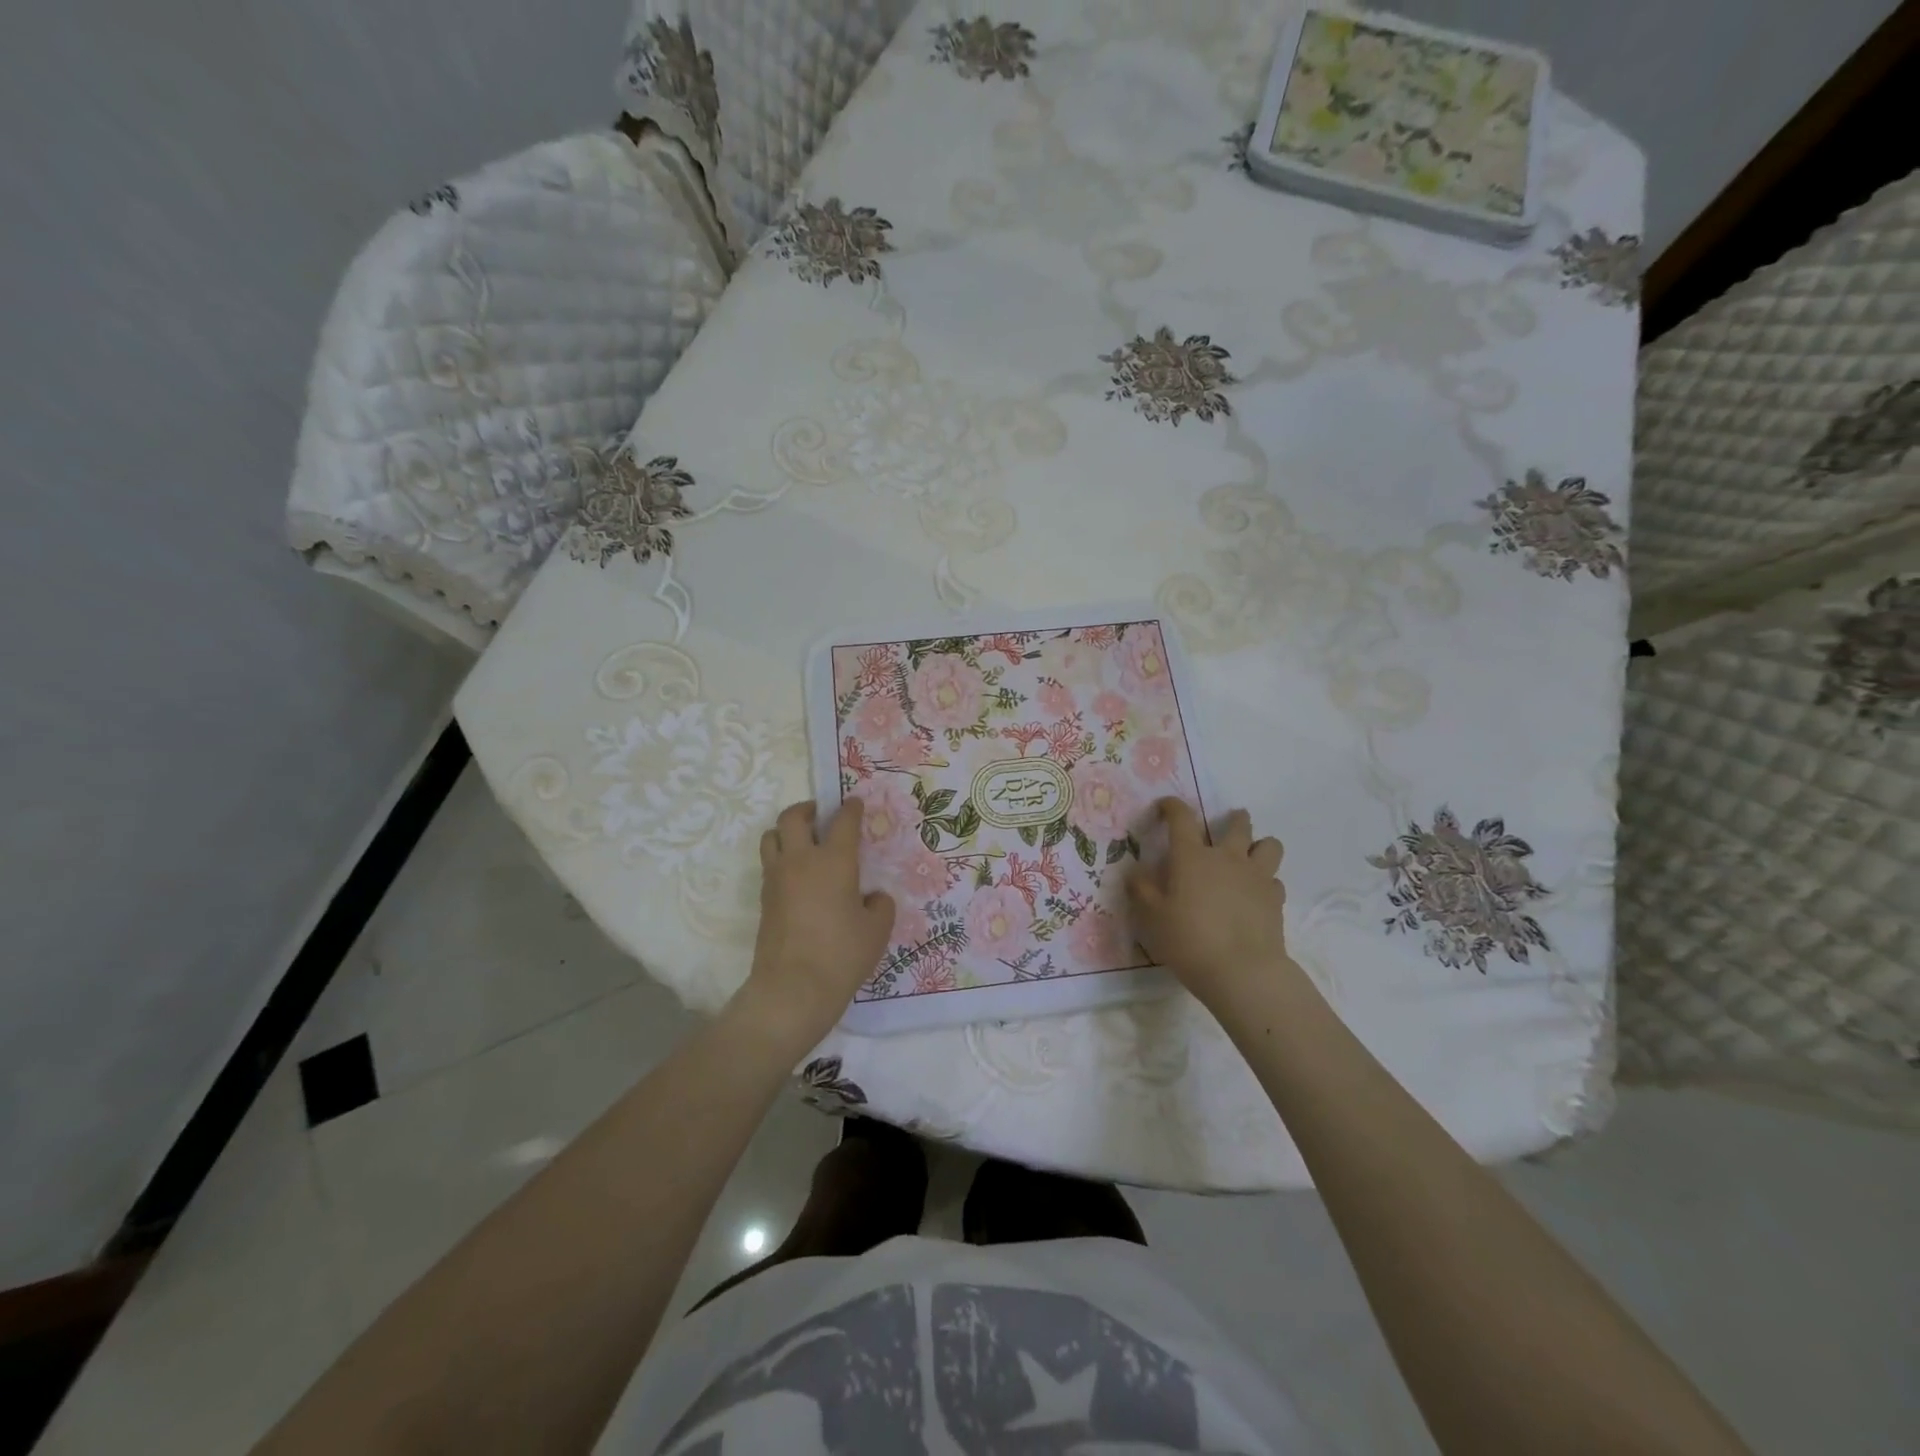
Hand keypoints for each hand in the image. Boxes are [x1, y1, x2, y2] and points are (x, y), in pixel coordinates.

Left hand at [741, 800, 895, 1045]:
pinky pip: (769, 864)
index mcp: (834, 860)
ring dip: (787, 832)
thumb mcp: (877, 930)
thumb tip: (872, 897)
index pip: (842, 821)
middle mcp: (801, 861)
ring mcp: (776, 879)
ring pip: (771, 837)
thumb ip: (879, 905)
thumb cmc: (842, 954)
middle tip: (821, 815)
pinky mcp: (764, 900)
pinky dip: (782, 859)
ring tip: (803, 843)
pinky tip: (799, 877)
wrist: (792, 989)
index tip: (855, 803)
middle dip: (807, 809)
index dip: (850, 808)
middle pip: (792, 817)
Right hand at [1125, 799, 1296, 1011]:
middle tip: (1228, 824)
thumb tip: (1135, 872)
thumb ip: (1142, 890)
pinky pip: (1275, 880)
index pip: (1181, 818)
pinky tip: (1256, 895)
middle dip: (1234, 819)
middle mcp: (1227, 858)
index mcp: (1192, 857)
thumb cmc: (1189, 940)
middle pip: (1238, 825)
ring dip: (1260, 845)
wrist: (1242, 971)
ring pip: (1269, 845)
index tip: (1165, 806)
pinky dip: (1266, 882)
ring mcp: (1256, 877)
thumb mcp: (1152, 917)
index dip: (1172, 807)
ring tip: (1251, 855)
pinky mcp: (1276, 900)